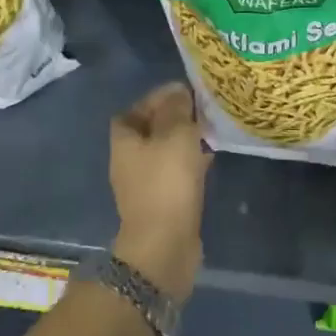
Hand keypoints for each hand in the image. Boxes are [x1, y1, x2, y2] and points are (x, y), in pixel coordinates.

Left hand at [109, 81, 210, 299]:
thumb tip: (178, 91)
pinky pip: (176, 172)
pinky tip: (211, 157)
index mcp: (124, 141)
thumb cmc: (167, 182)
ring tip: (210, 129)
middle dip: (173, 117)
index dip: (156, 97)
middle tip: (201, 109)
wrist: (165, 244)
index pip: (134, 109)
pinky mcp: (162, 202)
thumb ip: (177, 109)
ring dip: (184, 139)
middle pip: (149, 130)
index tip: (183, 91)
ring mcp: (145, 184)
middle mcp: (129, 161)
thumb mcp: (176, 135)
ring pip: (165, 151)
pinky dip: (190, 161)